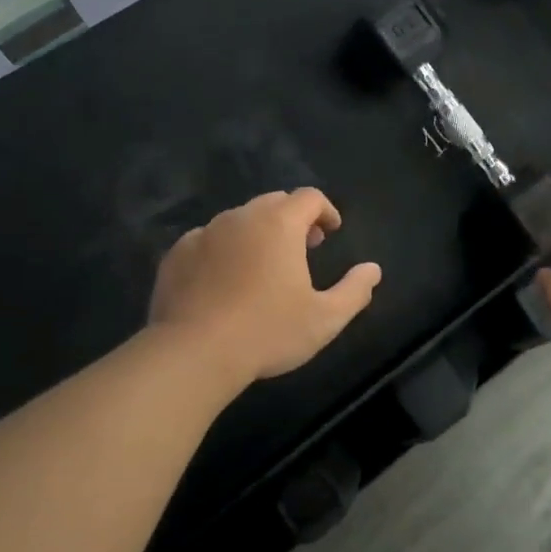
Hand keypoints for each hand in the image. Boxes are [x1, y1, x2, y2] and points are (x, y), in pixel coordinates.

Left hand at [150, 189, 381, 385]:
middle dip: (293, 219)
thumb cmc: (267, 331)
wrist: (193, 353)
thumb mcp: (325, 318)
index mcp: (280, 224)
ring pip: (239, 219)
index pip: (309, 198)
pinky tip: (225, 280)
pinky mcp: (177, 254)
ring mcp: (205, 233)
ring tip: (264, 265)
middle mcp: (242, 217)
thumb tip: (372, 270)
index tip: (332, 232)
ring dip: (258, 233)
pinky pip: (208, 240)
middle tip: (304, 247)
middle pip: (274, 202)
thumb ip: (355, 290)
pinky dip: (224, 249)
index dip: (325, 211)